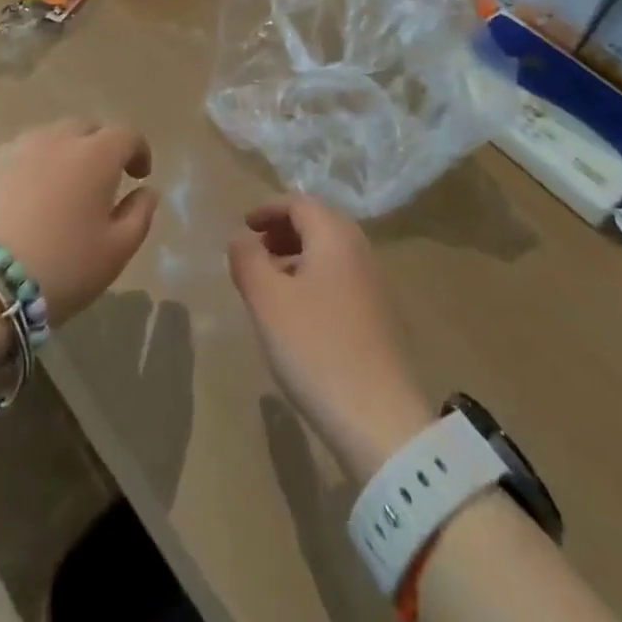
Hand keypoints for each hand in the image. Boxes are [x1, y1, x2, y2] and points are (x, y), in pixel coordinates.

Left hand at [0, 116, 157, 325]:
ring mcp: (13, 150)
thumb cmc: (60, 267)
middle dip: (98, 147)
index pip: (126, 135)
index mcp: (94, 155)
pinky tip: (21, 203)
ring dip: (60, 156)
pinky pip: (14, 159)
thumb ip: (139, 216)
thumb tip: (147, 191)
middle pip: (84, 129)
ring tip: (58, 191)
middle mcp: (55, 140)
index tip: (139, 175)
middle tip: (99, 180)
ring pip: (46, 140)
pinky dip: (26, 171)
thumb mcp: (115, 252)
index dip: (138, 151)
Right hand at [228, 195, 435, 483]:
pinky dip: (313, 276)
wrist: (380, 419)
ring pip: (329, 251)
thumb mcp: (267, 302)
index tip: (244, 226)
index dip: (268, 208)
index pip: (300, 202)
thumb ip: (248, 260)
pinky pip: (340, 275)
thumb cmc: (316, 348)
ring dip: (297, 254)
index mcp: (334, 236)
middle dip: (283, 229)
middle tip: (255, 249)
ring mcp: (373, 282)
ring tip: (269, 281)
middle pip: (318, 222)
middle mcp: (359, 249)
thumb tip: (240, 237)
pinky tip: (297, 310)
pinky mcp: (378, 314)